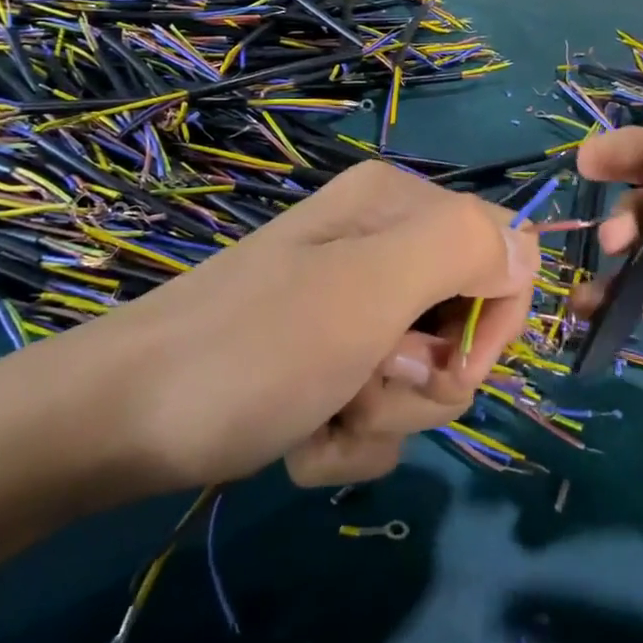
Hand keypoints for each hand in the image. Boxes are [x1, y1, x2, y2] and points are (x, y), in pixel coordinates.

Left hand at [0, 161, 540, 503]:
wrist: (116, 420)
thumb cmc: (252, 349)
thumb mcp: (367, 290)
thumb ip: (462, 249)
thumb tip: (526, 249)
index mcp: (398, 205)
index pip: (507, 252)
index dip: (493, 324)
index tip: (447, 370)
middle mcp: (381, 242)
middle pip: (466, 322)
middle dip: (425, 382)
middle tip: (364, 388)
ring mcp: (352, 300)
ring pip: (425, 377)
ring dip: (383, 418)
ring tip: (322, 415)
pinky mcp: (327, 352)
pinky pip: (379, 405)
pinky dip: (349, 436)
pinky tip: (301, 437)